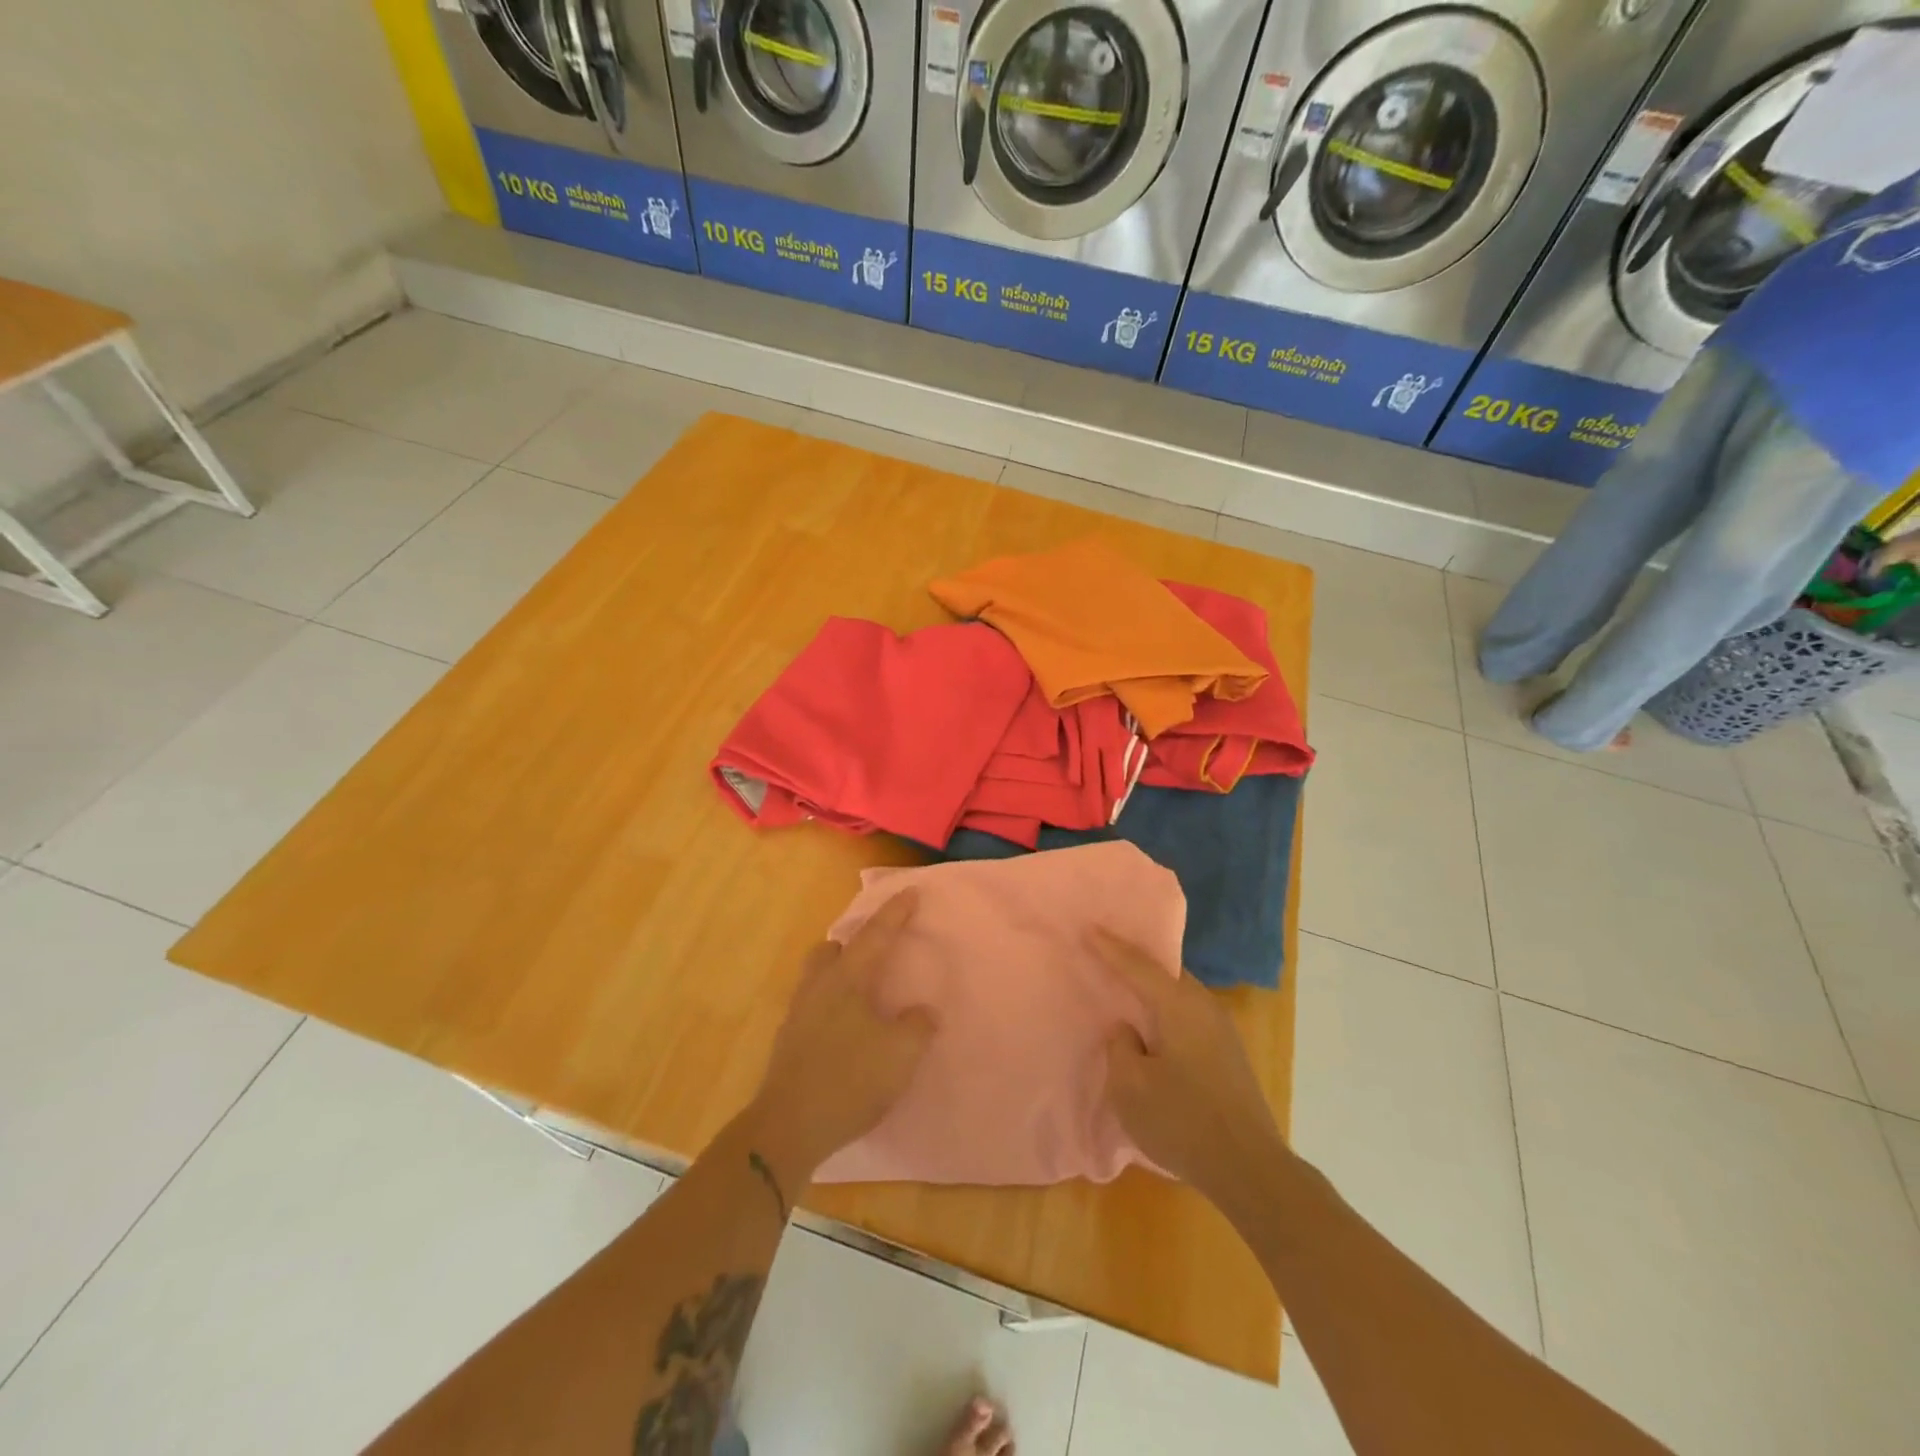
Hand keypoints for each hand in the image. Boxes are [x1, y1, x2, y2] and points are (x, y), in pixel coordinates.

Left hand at [745, 892, 936, 1186]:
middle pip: (831, 950)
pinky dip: (831, 1005)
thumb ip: (917, 1026)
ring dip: (839, 974)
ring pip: (817, 977)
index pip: (875, 936)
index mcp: (846, 980)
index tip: (910, 892)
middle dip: (853, 944)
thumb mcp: (900, 1054)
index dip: (895, 913)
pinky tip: (845, 1028)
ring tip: (862, 991)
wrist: (788, 1128)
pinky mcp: (788, 1043)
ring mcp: (797, 1015)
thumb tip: (922, 1012)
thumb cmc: (849, 1080)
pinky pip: (812, 1006)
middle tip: (875, 952)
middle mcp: (818, 988)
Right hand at [1096, 932, 1283, 1212]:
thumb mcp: (1130, 1086)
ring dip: (1152, 991)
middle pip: (1165, 973)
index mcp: (1179, 1005)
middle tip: (1105, 955)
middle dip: (1135, 963)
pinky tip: (1151, 1030)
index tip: (1088, 927)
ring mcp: (1222, 1030)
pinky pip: (1188, 1017)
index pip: (1138, 965)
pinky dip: (1166, 1013)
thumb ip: (1120, 1047)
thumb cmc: (1183, 1121)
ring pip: (1179, 995)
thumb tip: (1130, 1032)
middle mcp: (1204, 1006)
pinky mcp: (1228, 1055)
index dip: (1109, 947)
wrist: (1250, 1169)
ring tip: (1124, 991)